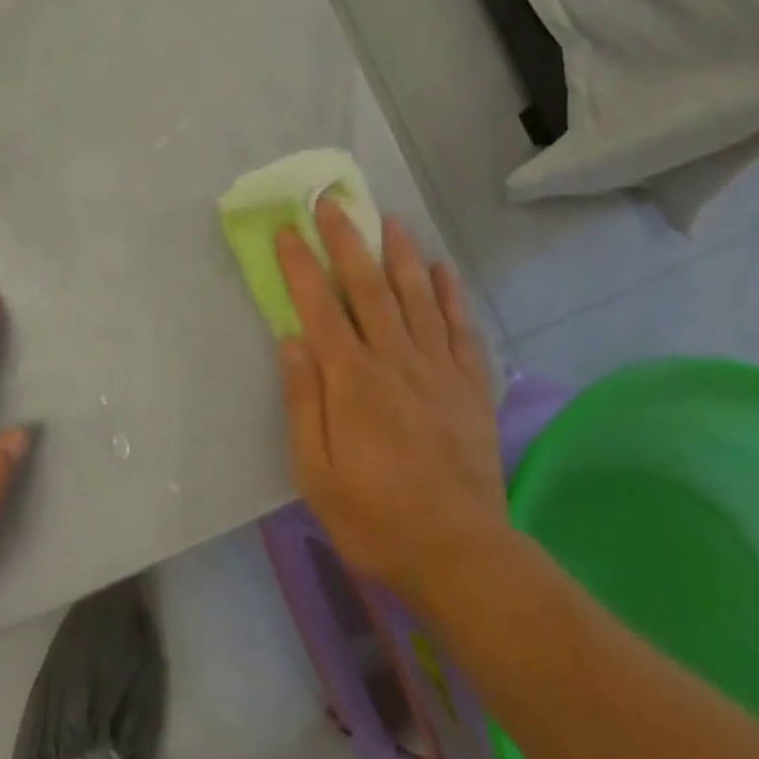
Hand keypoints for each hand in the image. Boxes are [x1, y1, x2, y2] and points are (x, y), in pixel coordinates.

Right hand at [276, 200, 506, 618]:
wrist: (462, 555)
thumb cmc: (375, 516)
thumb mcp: (315, 470)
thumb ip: (302, 401)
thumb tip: (291, 340)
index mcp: (351, 379)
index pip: (319, 306)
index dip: (301, 264)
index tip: (287, 230)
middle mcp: (394, 359)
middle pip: (367, 287)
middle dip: (347, 240)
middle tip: (332, 203)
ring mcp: (438, 370)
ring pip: (417, 296)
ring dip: (401, 254)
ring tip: (390, 219)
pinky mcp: (471, 387)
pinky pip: (461, 329)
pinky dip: (452, 295)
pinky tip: (444, 270)